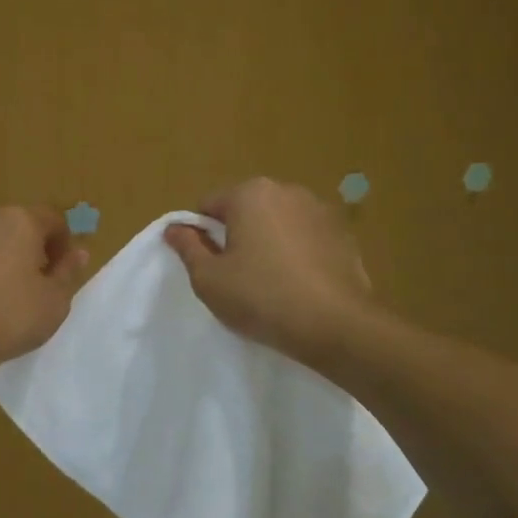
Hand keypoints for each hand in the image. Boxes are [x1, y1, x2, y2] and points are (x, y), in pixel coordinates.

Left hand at [0, 203, 87, 373]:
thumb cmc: (0, 318)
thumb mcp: (52, 305)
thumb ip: (67, 275)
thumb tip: (77, 252)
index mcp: (21, 219)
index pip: (54, 219)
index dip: (63, 246)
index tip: (60, 276)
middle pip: (18, 226)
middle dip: (29, 251)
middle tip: (30, 290)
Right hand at [164, 178, 372, 362]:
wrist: (336, 326)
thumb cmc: (261, 297)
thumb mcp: (208, 278)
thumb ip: (187, 247)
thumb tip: (173, 227)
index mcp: (250, 193)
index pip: (208, 206)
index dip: (201, 235)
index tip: (209, 266)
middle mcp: (287, 191)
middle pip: (246, 210)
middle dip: (237, 235)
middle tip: (236, 276)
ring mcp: (321, 211)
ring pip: (278, 223)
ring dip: (269, 243)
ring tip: (270, 283)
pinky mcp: (344, 235)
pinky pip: (306, 238)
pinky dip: (297, 253)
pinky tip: (298, 285)